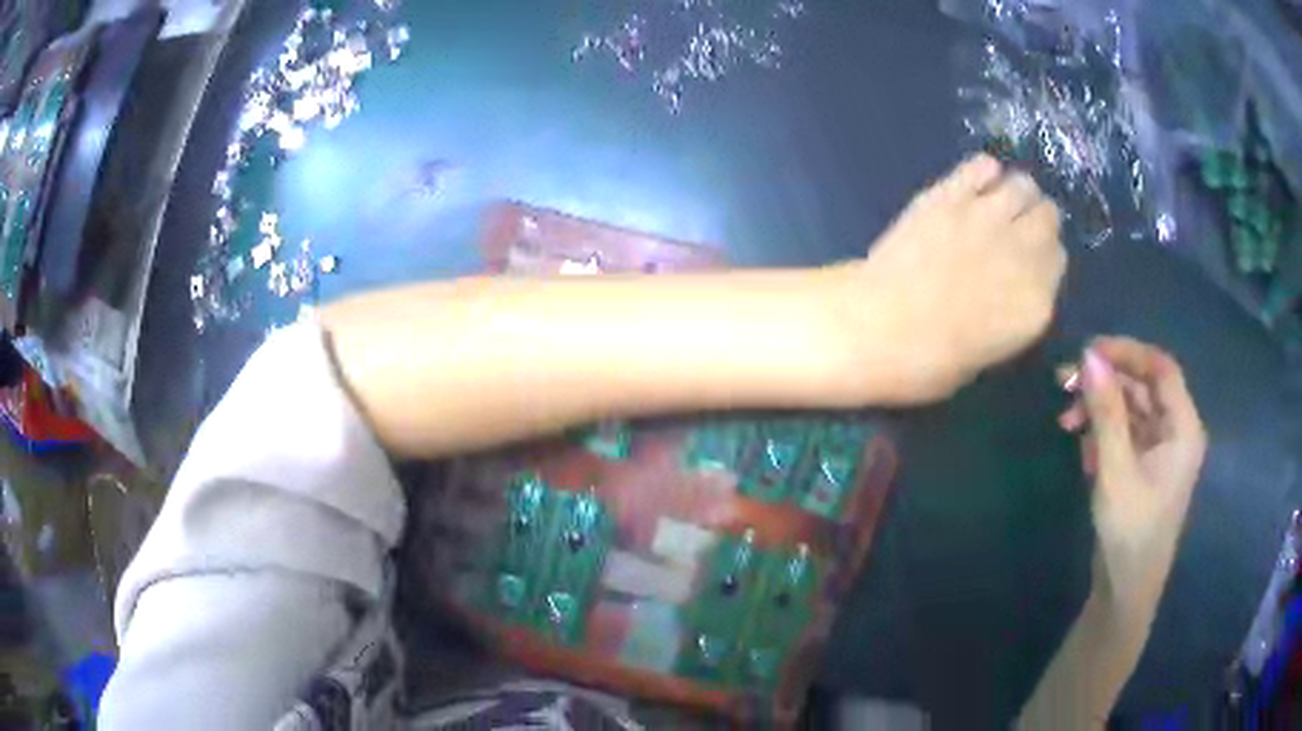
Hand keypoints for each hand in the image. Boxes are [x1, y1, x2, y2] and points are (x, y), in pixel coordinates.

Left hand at [838, 154, 1065, 403]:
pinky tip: (974, 184)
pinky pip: (982, 166)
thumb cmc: (930, 361)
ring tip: (998, 204)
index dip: (1044, 258)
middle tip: (1015, 229)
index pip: (1059, 261)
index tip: (1028, 261)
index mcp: (1037, 302)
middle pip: (1048, 217)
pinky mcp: (951, 194)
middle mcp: (1024, 252)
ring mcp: (988, 216)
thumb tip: (1011, 287)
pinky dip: (984, 171)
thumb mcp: (989, 352)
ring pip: (1023, 185)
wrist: (879, 327)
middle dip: (1036, 221)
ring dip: (1016, 193)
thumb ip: (1013, 312)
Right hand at [1059, 337, 1206, 627]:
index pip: (1160, 368)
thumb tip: (1089, 356)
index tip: (1088, 352)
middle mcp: (1176, 430)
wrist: (1126, 590)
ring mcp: (1161, 449)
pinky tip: (1080, 444)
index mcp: (1183, 427)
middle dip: (1106, 381)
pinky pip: (1125, 432)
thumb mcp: (1115, 470)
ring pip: (1131, 408)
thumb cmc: (1130, 531)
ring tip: (1066, 419)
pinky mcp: (1144, 466)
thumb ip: (1106, 412)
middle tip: (1065, 383)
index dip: (1127, 352)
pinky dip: (1102, 430)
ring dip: (1100, 407)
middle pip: (1144, 386)